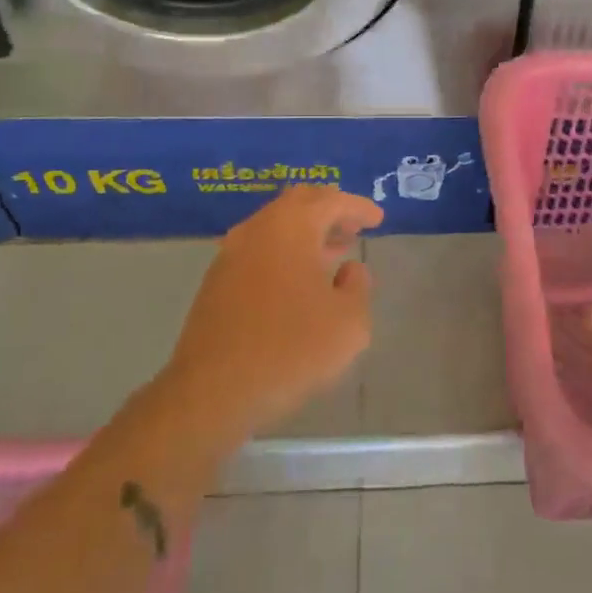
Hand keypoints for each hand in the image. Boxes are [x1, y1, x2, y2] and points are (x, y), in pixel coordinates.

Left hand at [161, 185, 383, 441]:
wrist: (212, 392)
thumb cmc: (290, 350)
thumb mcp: (349, 322)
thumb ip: (358, 287)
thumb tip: (349, 270)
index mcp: (291, 227)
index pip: (331, 200)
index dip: (358, 206)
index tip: (378, 218)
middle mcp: (257, 229)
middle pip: (298, 202)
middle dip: (329, 209)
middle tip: (353, 226)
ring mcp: (231, 254)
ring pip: (275, 226)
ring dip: (306, 233)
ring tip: (333, 252)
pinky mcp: (216, 282)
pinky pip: (259, 249)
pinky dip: (285, 252)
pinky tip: (299, 281)